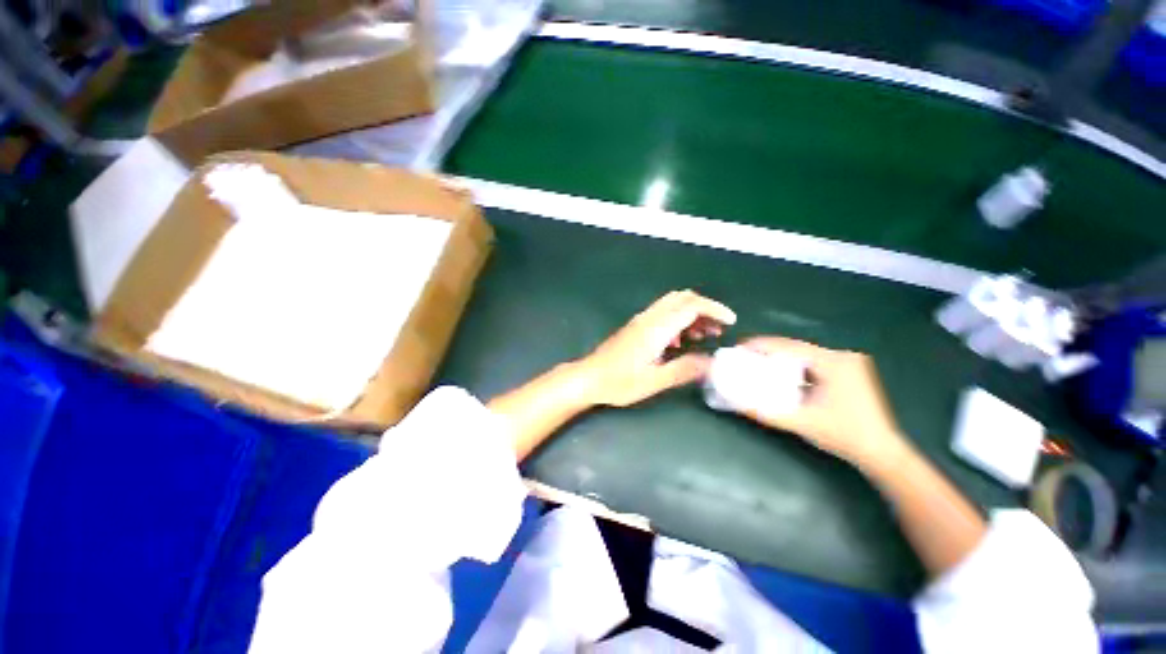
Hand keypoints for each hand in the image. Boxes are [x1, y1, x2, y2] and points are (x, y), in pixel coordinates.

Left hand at [579, 290, 736, 406]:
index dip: (714, 309)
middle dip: (704, 308)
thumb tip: (712, 362)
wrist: (590, 377)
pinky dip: (678, 320)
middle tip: (718, 328)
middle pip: (681, 298)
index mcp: (656, 328)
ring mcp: (640, 320)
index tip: (730, 321)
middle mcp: (649, 318)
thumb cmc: (619, 382)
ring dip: (692, 313)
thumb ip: (684, 369)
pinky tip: (680, 341)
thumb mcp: (655, 381)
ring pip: (672, 304)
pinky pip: (662, 314)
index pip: (691, 306)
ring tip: (705, 335)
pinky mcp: (636, 326)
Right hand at [740, 337, 910, 469]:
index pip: (789, 346)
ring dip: (781, 357)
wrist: (882, 453)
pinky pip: (814, 362)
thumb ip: (766, 412)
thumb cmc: (844, 436)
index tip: (740, 347)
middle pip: (796, 347)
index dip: (762, 344)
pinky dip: (795, 365)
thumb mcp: (800, 422)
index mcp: (833, 362)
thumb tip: (735, 403)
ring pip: (805, 354)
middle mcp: (842, 356)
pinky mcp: (850, 372)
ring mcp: (849, 364)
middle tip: (745, 354)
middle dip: (769, 349)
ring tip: (758, 361)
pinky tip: (782, 372)